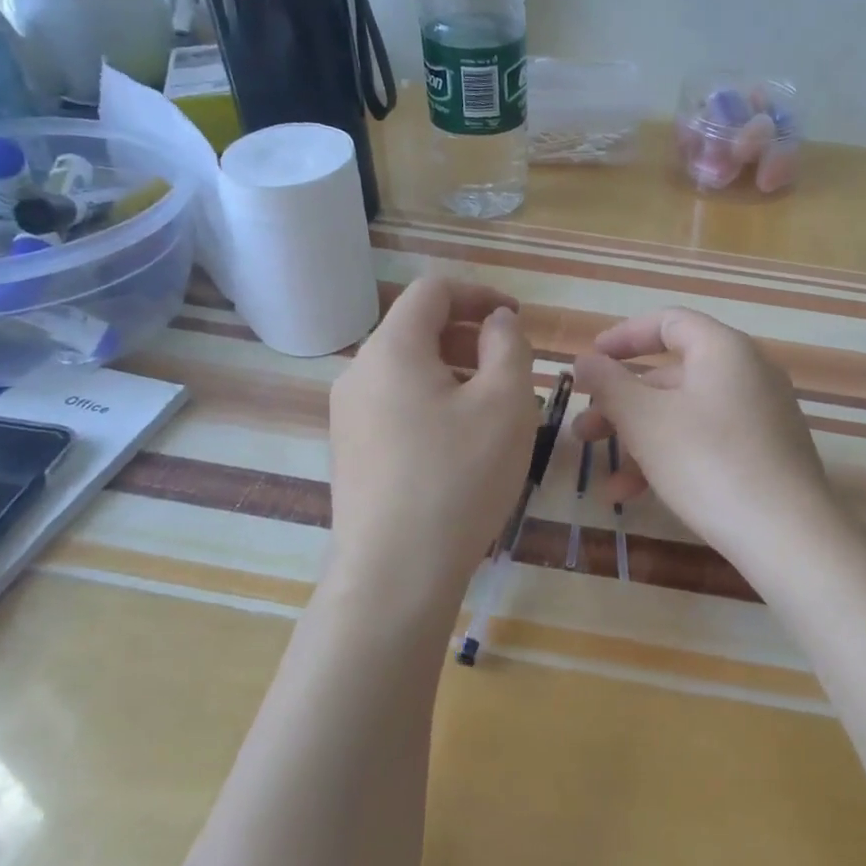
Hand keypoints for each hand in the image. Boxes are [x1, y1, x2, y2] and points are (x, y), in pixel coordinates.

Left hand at [328, 279, 537, 594]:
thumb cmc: (459, 476)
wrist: (395, 574)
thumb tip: (496, 322)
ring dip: (455, 375)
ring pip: (409, 373)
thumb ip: (508, 345)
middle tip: (513, 370)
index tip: (516, 319)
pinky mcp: (352, 453)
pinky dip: (434, 406)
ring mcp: (348, 417)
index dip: (480, 294)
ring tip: (494, 414)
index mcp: (391, 349)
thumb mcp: (506, 402)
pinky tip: (462, 448)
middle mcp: (358, 374)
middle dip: (470, 338)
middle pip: (417, 330)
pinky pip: (397, 408)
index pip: (433, 291)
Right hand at [572, 308, 838, 562]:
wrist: (788, 535)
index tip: (589, 361)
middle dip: (621, 404)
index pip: (668, 322)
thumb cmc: (709, 462)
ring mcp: (762, 416)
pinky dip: (671, 458)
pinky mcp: (767, 454)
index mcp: (724, 350)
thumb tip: (586, 361)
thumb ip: (610, 384)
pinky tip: (636, 495)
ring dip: (639, 440)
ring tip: (605, 478)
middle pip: (672, 376)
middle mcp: (748, 373)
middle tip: (584, 431)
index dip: (623, 337)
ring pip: (686, 415)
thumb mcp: (646, 421)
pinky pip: (708, 441)